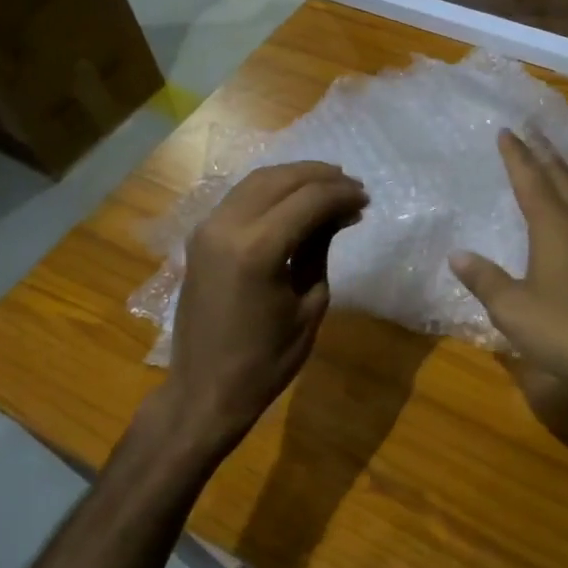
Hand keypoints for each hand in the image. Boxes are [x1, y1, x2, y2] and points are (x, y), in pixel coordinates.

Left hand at [160, 161, 365, 460]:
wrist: (205, 390)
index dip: (341, 193)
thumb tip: (338, 214)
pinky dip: (271, 191)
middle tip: (352, 187)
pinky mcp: (200, 237)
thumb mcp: (309, 305)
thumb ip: (320, 250)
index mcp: (257, 249)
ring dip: (295, 178)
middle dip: (321, 177)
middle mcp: (227, 227)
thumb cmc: (267, 360)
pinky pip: (240, 198)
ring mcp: (207, 229)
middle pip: (281, 179)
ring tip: (329, 187)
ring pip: (257, 181)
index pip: (309, 199)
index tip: (366, 198)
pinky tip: (294, 202)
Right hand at [449, 130, 567, 410]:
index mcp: (554, 228)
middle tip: (532, 130)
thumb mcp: (513, 308)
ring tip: (553, 164)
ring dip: (564, 175)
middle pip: (562, 179)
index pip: (531, 181)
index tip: (506, 131)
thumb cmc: (565, 330)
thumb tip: (458, 255)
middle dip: (545, 152)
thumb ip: (485, 279)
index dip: (517, 155)